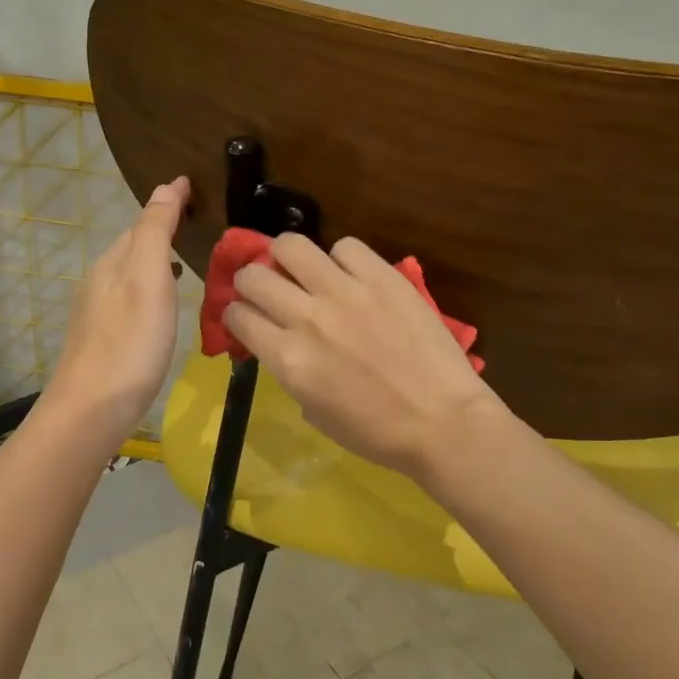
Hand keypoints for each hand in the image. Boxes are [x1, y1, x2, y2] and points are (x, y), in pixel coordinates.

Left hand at [46, 176, 189, 436]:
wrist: (92, 410)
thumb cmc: (129, 342)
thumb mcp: (147, 279)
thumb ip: (155, 231)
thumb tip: (166, 186)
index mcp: (112, 262)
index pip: (142, 221)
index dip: (168, 203)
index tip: (193, 186)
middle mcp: (100, 280)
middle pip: (134, 245)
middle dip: (162, 228)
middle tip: (196, 220)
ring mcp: (98, 311)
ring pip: (131, 272)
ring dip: (156, 259)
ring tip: (185, 258)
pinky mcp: (103, 338)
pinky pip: (131, 296)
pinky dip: (151, 286)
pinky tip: (163, 303)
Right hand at [222, 234, 504, 480]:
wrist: (443, 422)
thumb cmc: (377, 433)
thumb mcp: (315, 411)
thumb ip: (291, 371)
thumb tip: (284, 343)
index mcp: (288, 359)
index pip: (237, 316)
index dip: (235, 313)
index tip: (244, 315)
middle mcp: (308, 318)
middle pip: (253, 275)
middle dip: (251, 280)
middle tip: (266, 287)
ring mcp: (346, 292)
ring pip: (291, 245)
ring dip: (287, 256)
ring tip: (301, 268)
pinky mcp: (382, 277)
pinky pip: (346, 246)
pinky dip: (341, 258)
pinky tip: (351, 275)